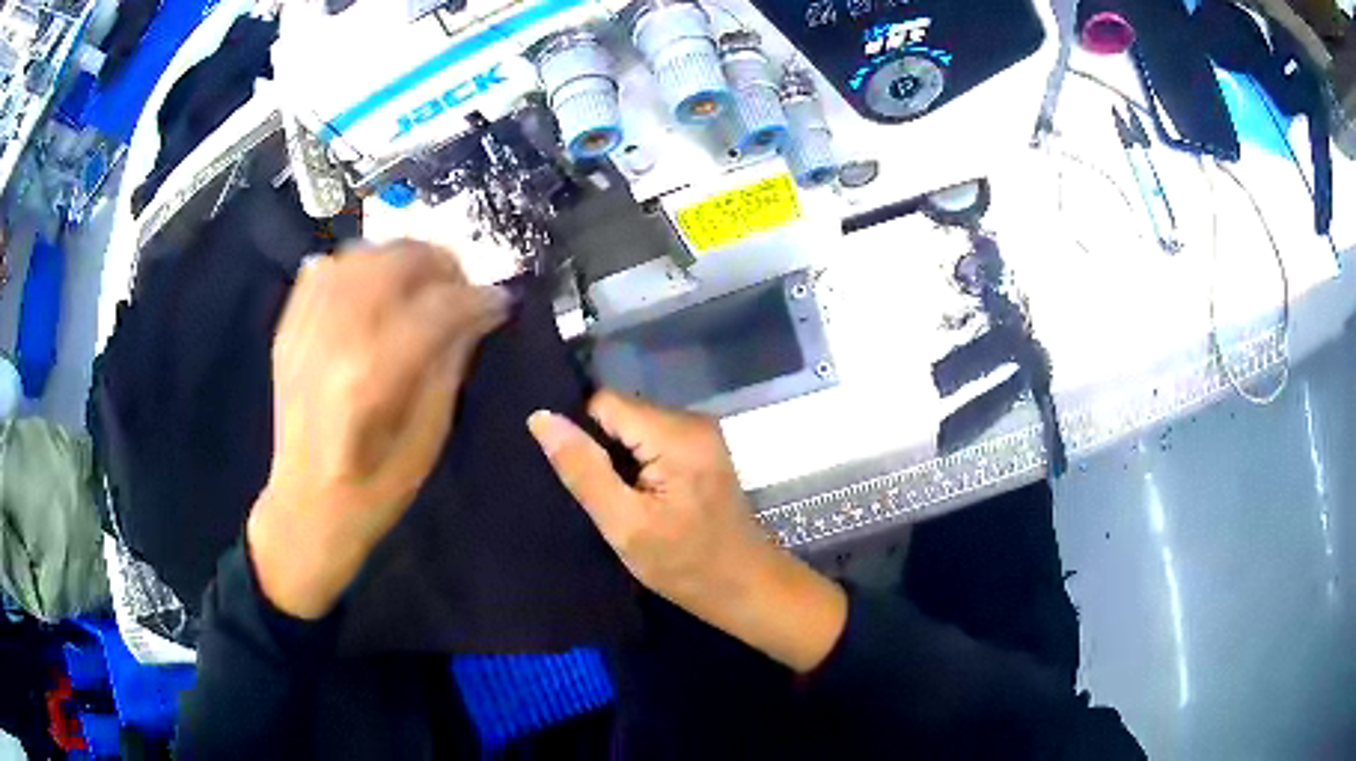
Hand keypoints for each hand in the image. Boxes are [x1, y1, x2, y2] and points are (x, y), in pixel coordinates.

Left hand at [247, 240, 508, 619]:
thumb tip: (480, 311)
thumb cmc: (377, 488)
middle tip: (462, 285)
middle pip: (394, 263)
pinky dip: (354, 265)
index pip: (438, 308)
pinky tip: (371, 285)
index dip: (478, 299)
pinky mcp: (289, 330)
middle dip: (440, 263)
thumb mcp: (430, 434)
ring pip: (358, 256)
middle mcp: (335, 340)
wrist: (307, 507)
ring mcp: (306, 329)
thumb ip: (452, 361)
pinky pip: (322, 269)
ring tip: (420, 279)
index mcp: (374, 377)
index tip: (501, 303)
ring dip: (399, 257)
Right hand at [528, 391, 847, 672]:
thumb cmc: (685, 564)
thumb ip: (583, 469)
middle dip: (601, 447)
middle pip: (621, 412)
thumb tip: (541, 417)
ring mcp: (701, 434)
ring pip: (635, 426)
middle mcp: (692, 419)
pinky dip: (637, 464)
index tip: (576, 473)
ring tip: (616, 499)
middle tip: (597, 495)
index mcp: (675, 433)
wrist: (745, 586)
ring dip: (619, 458)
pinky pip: (653, 440)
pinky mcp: (702, 449)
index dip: (581, 433)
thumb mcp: (624, 525)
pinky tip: (638, 497)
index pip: (604, 402)